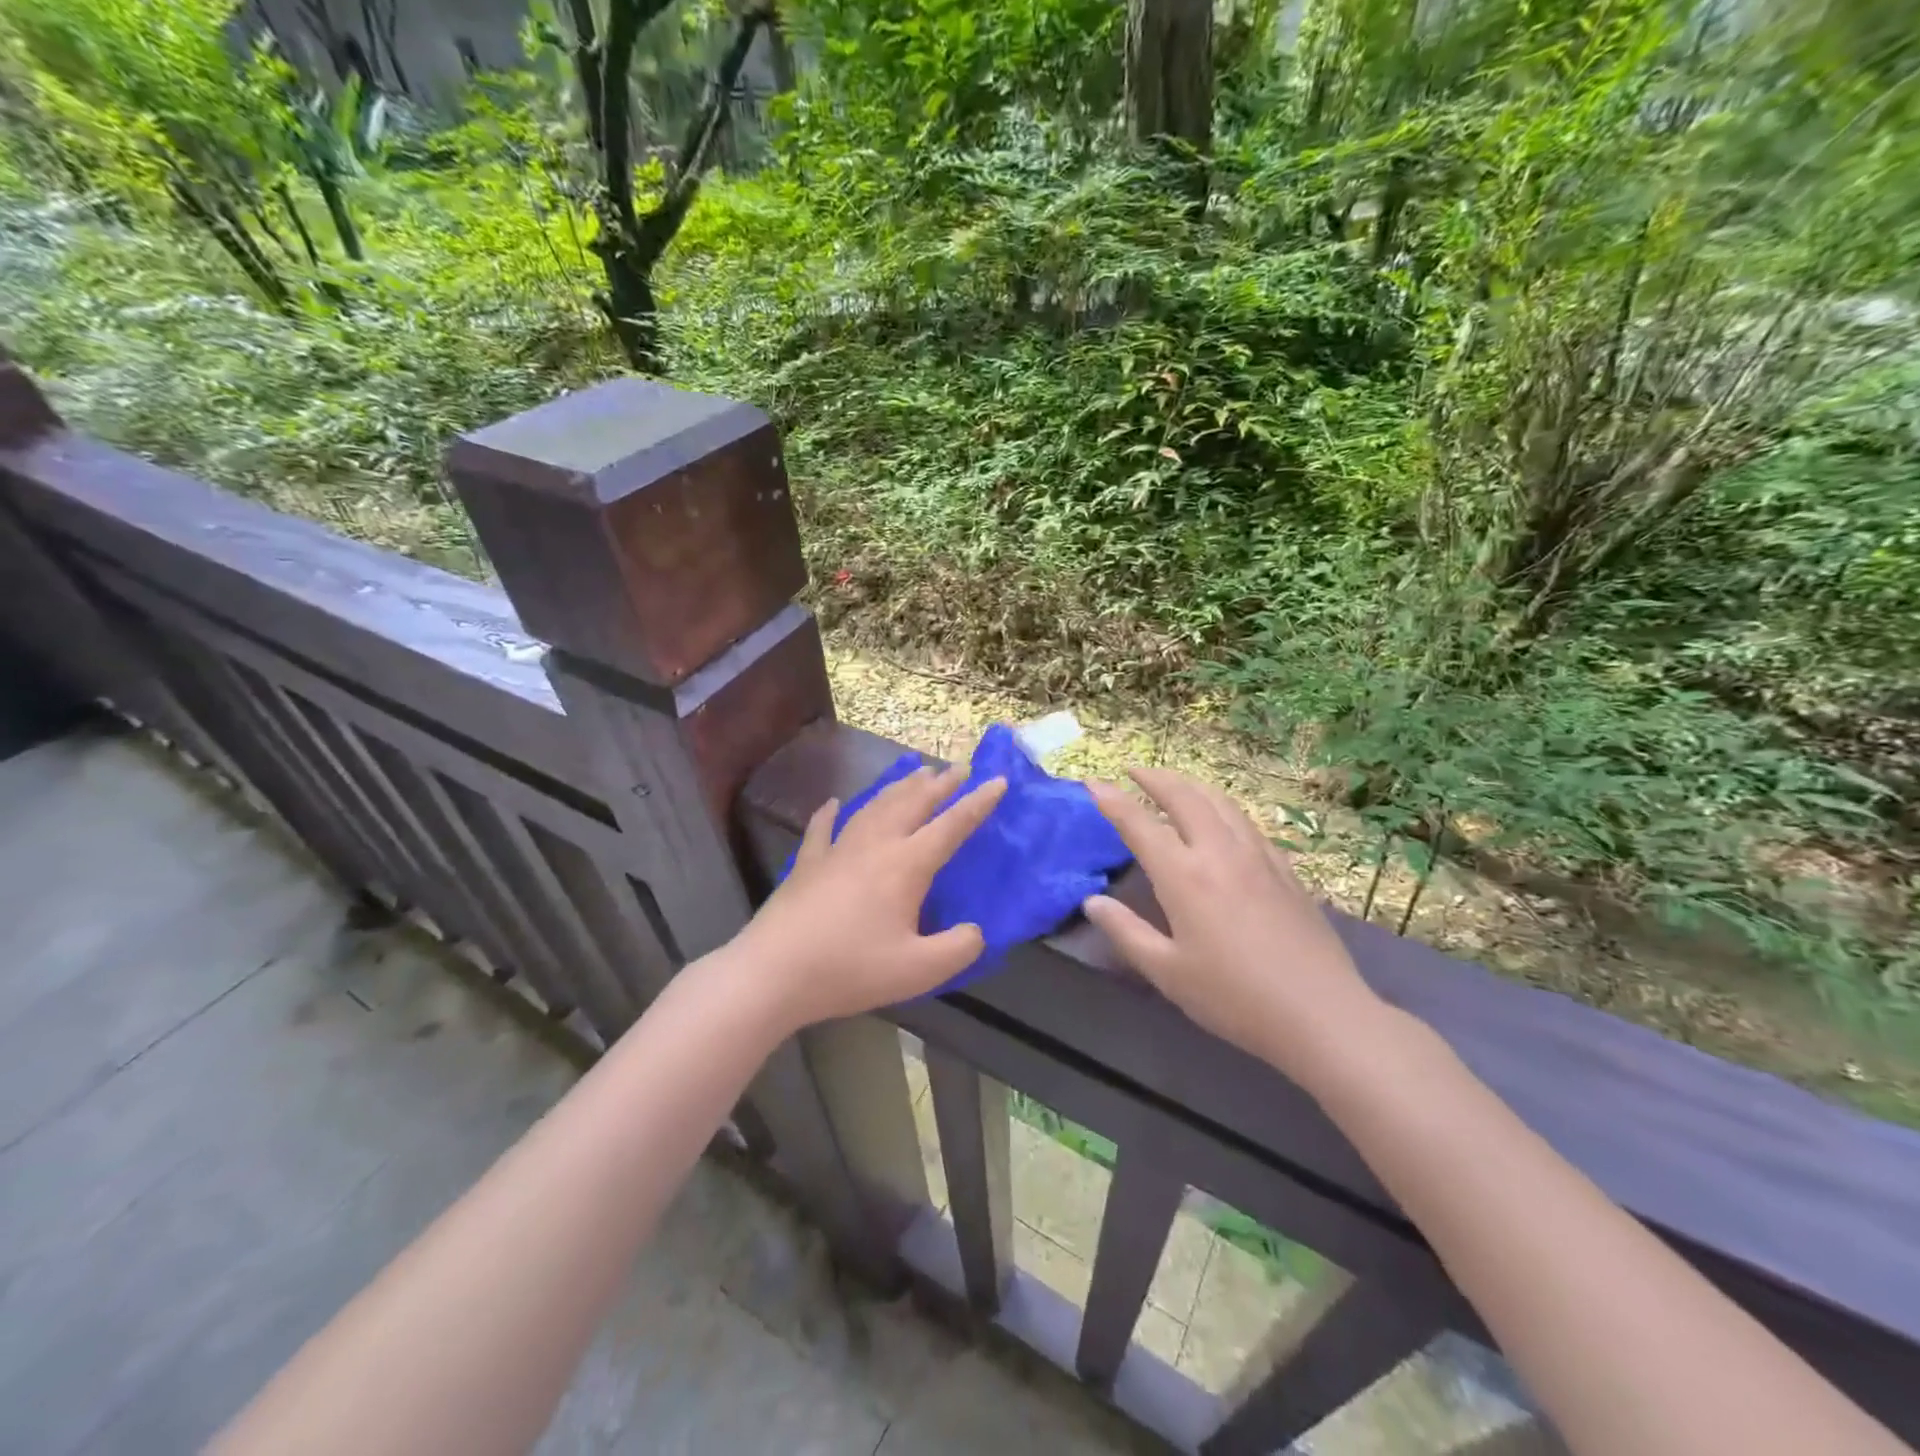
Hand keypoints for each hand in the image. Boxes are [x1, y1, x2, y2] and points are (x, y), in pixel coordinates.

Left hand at [732, 764, 1006, 1029]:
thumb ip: (957, 949)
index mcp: (906, 865)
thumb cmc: (850, 969)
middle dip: (940, 784)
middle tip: (958, 767)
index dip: (978, 803)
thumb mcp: (918, 971)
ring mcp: (837, 850)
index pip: (951, 826)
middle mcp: (875, 845)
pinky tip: (832, 803)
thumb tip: (975, 932)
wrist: (774, 972)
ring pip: (874, 807)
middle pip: (912, 803)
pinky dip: (830, 813)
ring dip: (898, 788)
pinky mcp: (807, 864)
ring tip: (915, 773)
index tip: (998, 781)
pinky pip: (822, 829)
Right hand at [1082, 768, 1386, 1084]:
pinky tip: (1222, 819)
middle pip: (1184, 797)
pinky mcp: (1285, 869)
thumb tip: (1092, 902)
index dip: (1112, 800)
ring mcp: (1257, 856)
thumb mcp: (1167, 972)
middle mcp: (1219, 853)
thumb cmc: (1234, 997)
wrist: (1321, 1013)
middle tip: (1133, 770)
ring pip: (1220, 802)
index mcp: (1184, 876)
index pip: (1139, 824)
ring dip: (1190, 784)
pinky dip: (1222, 807)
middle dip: (1155, 777)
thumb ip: (1126, 932)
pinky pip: (1247, 822)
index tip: (1092, 781)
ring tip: (1173, 783)